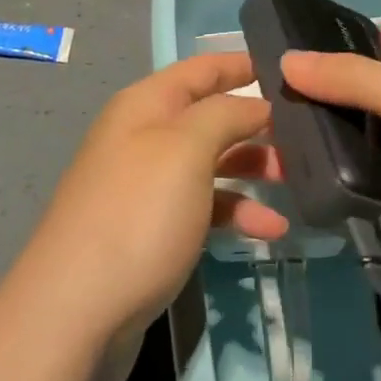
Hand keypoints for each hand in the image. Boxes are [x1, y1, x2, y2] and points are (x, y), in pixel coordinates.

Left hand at [12, 54, 288, 378]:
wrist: (73, 316)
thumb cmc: (137, 215)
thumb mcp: (187, 149)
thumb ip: (226, 114)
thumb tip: (255, 103)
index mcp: (145, 105)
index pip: (201, 69)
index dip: (240, 64)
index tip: (289, 68)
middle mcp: (143, 137)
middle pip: (209, 116)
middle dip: (255, 122)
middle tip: (307, 134)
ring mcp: (146, 187)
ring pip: (210, 162)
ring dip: (252, 168)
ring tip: (296, 181)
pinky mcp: (151, 232)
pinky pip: (203, 207)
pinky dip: (236, 212)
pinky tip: (270, 230)